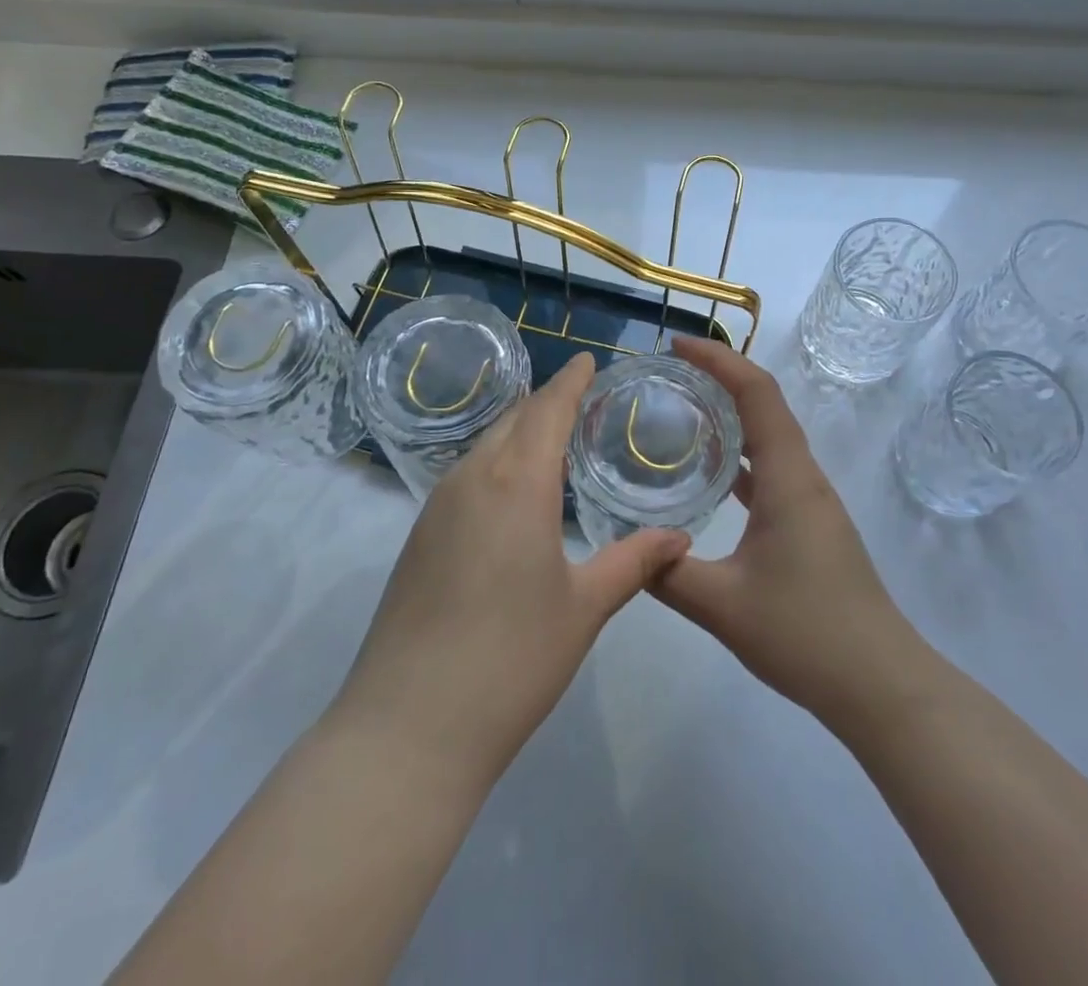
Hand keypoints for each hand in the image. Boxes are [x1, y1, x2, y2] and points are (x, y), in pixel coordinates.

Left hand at [333, 352, 688, 788]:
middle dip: (546, 402)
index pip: (547, 409)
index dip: (569, 381)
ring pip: (484, 446)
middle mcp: (471, 479)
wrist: (407, 727)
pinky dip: (496, 463)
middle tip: (581, 401)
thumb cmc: (511, 659)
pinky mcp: (418, 537)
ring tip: (552, 441)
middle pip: (513, 419)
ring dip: (518, 432)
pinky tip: (513, 494)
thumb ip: (634, 562)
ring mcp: (436, 507)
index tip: (587, 360)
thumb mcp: (585, 608)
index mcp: (517, 483)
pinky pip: (465, 476)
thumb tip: (680, 538)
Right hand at [653, 337, 927, 724]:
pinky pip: (771, 470)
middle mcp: (803, 477)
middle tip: (669, 374)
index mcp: (788, 477)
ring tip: (683, 410)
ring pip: (769, 437)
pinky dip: (740, 456)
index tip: (678, 346)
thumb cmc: (806, 634)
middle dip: (720, 378)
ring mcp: (810, 501)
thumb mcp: (723, 606)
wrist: (880, 684)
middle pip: (765, 405)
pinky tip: (710, 474)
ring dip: (731, 414)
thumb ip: (666, 574)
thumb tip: (626, 548)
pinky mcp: (810, 524)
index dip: (719, 359)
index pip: (757, 393)